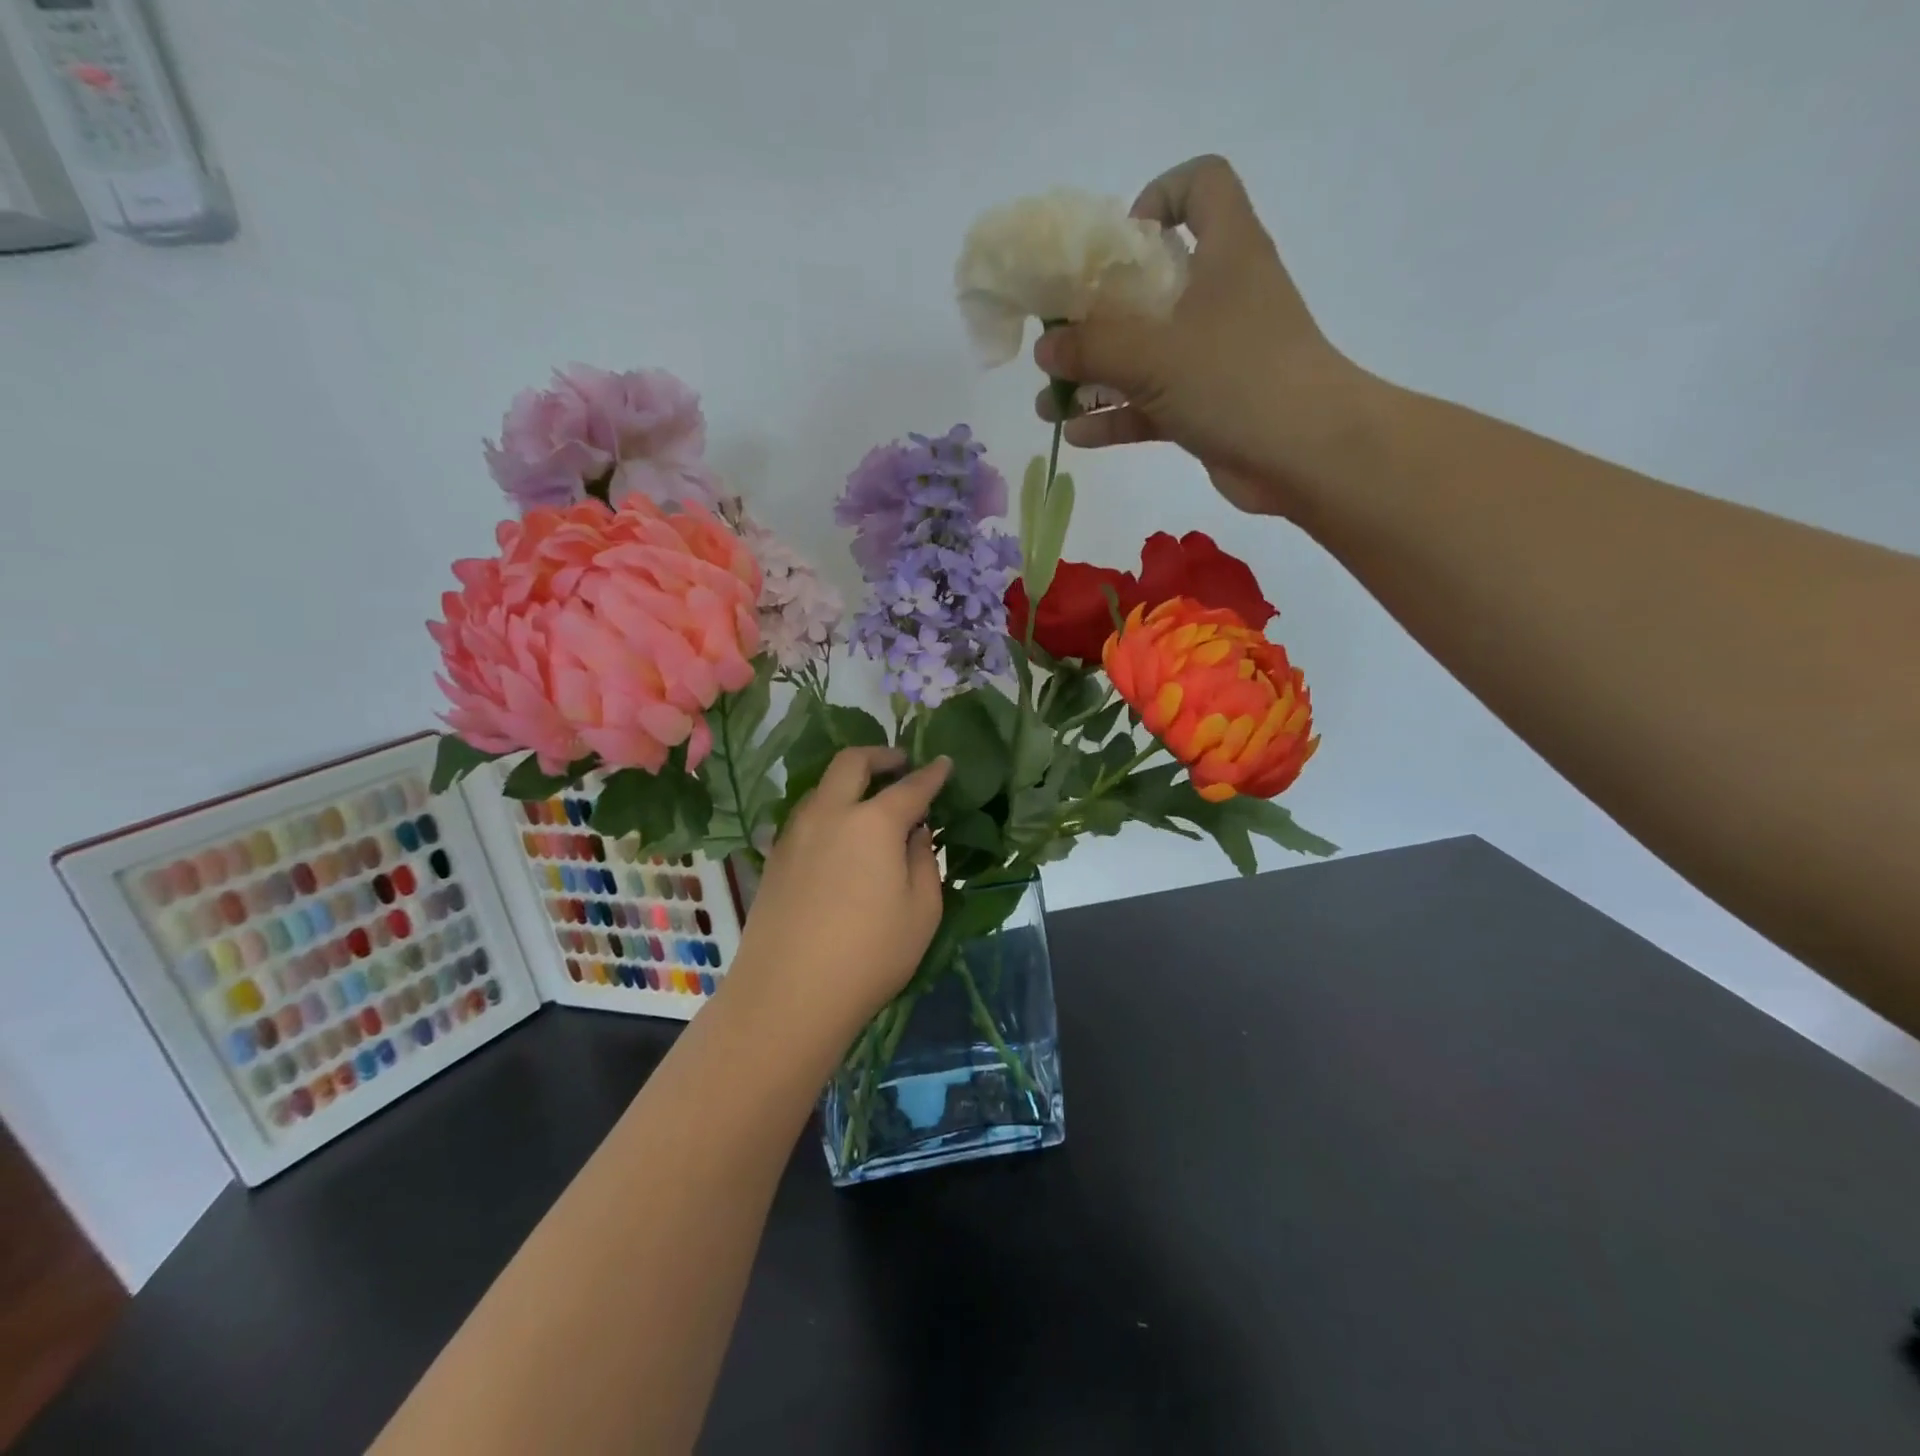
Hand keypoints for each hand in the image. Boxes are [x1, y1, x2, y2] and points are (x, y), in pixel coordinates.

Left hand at [728, 747, 950, 1044]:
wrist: (788, 994)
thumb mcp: (922, 911)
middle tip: (900, 764)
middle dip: (880, 755)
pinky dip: (828, 810)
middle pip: (852, 763)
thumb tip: (915, 832)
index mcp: (873, 822)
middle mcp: (830, 814)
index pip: (911, 786)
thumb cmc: (870, 955)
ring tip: (868, 801)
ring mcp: (796, 834)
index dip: (932, 773)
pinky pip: (805, 816)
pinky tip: (838, 837)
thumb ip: (924, 861)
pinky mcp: (774, 858)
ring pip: (822, 787)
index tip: (944, 763)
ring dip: (848, 781)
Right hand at [1033, 154, 1377, 517]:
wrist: (1305, 455)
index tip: (1118, 242)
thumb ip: (1093, 346)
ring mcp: (1215, 355)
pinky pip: (1153, 404)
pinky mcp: (1209, 406)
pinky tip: (1077, 436)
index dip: (1159, 197)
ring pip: (1146, 353)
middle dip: (1098, 311)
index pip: (1202, 186)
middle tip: (1058, 337)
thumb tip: (1045, 348)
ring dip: (1096, 377)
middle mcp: (1222, 296)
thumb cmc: (1236, 379)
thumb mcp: (1154, 354)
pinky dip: (1118, 417)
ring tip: (1048, 402)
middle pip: (1154, 281)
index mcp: (1226, 252)